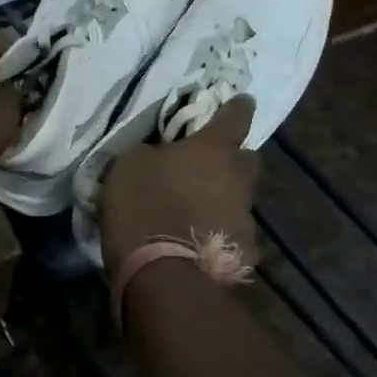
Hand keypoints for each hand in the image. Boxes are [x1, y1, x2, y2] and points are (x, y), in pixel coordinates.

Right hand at [99, 98, 260, 277]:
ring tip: (195, 210)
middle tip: (210, 162)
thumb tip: (160, 156)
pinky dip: (217, 232)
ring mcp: (246, 219)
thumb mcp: (129, 165)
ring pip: (238, 198)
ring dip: (222, 198)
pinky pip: (231, 233)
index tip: (241, 100)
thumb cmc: (143, 206)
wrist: (163, 276)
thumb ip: (151, 153)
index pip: (235, 117)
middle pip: (247, 158)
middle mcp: (239, 179)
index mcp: (213, 150)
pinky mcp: (244, 253)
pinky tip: (197, 241)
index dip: (236, 107)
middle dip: (233, 157)